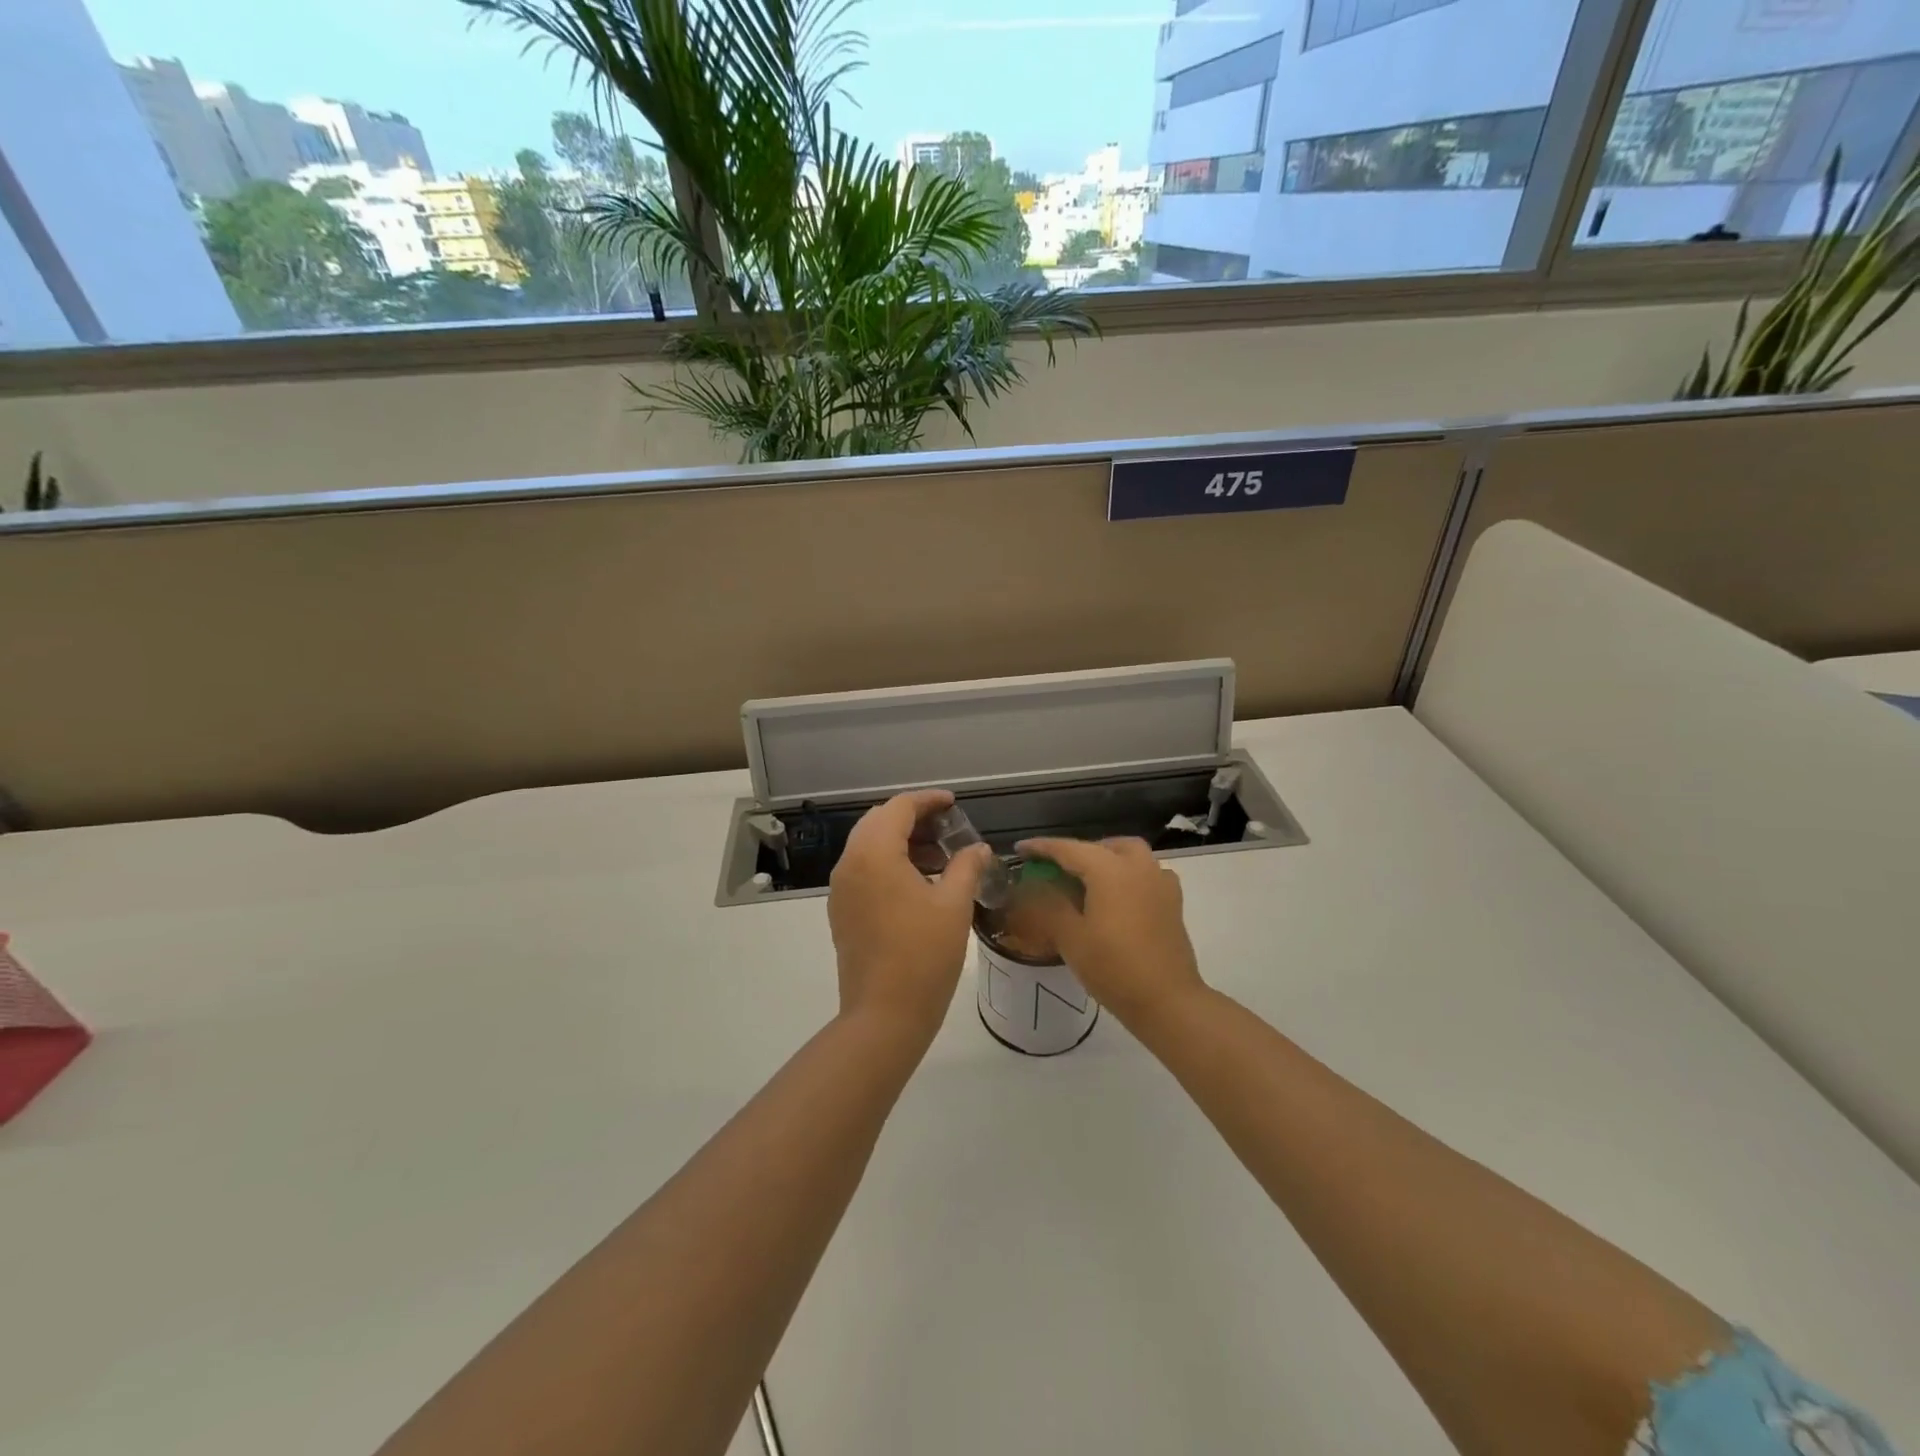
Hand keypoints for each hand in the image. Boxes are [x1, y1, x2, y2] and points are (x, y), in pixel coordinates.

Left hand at [829, 790, 989, 1045]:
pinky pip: (864, 870)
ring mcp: (841, 889)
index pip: (899, 807)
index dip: (928, 800)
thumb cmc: (924, 955)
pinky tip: (918, 883)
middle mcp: (850, 863)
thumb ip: (966, 866)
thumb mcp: (954, 905)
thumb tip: (978, 849)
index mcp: (874, 853)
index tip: (954, 804)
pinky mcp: (842, 911)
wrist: (884, 1015)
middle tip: (948, 828)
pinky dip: (889, 864)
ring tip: (940, 857)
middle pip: (879, 822)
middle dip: (913, 818)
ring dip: (902, 842)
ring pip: (869, 846)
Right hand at [1015, 837, 1206, 1030]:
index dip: (1041, 848)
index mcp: (1109, 869)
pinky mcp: (1173, 902)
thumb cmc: (1113, 967)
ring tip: (1087, 881)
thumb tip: (1035, 885)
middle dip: (1078, 852)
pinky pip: (1147, 874)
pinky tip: (1120, 897)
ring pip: (1130, 855)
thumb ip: (1049, 904)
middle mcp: (1137, 866)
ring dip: (1106, 859)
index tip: (1020, 849)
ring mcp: (1160, 882)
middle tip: (1057, 869)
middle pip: (1104, 846)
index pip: (1068, 849)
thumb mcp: (1070, 937)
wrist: (1167, 1001)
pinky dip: (1129, 875)